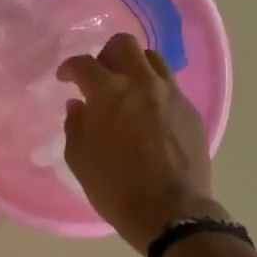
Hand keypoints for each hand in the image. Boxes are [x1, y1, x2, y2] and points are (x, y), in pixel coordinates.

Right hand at [57, 33, 221, 251]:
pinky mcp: (191, 111)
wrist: (169, 210)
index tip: (65, 79)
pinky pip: (169, 87)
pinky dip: (153, 91)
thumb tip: (79, 106)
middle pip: (124, 45)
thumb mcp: (79, 158)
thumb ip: (76, 125)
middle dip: (106, 55)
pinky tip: (147, 114)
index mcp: (109, 93)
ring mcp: (172, 95)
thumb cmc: (114, 186)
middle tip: (98, 76)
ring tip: (126, 90)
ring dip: (134, 68)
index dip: (70, 68)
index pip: (84, 64)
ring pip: (152, 60)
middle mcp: (143, 83)